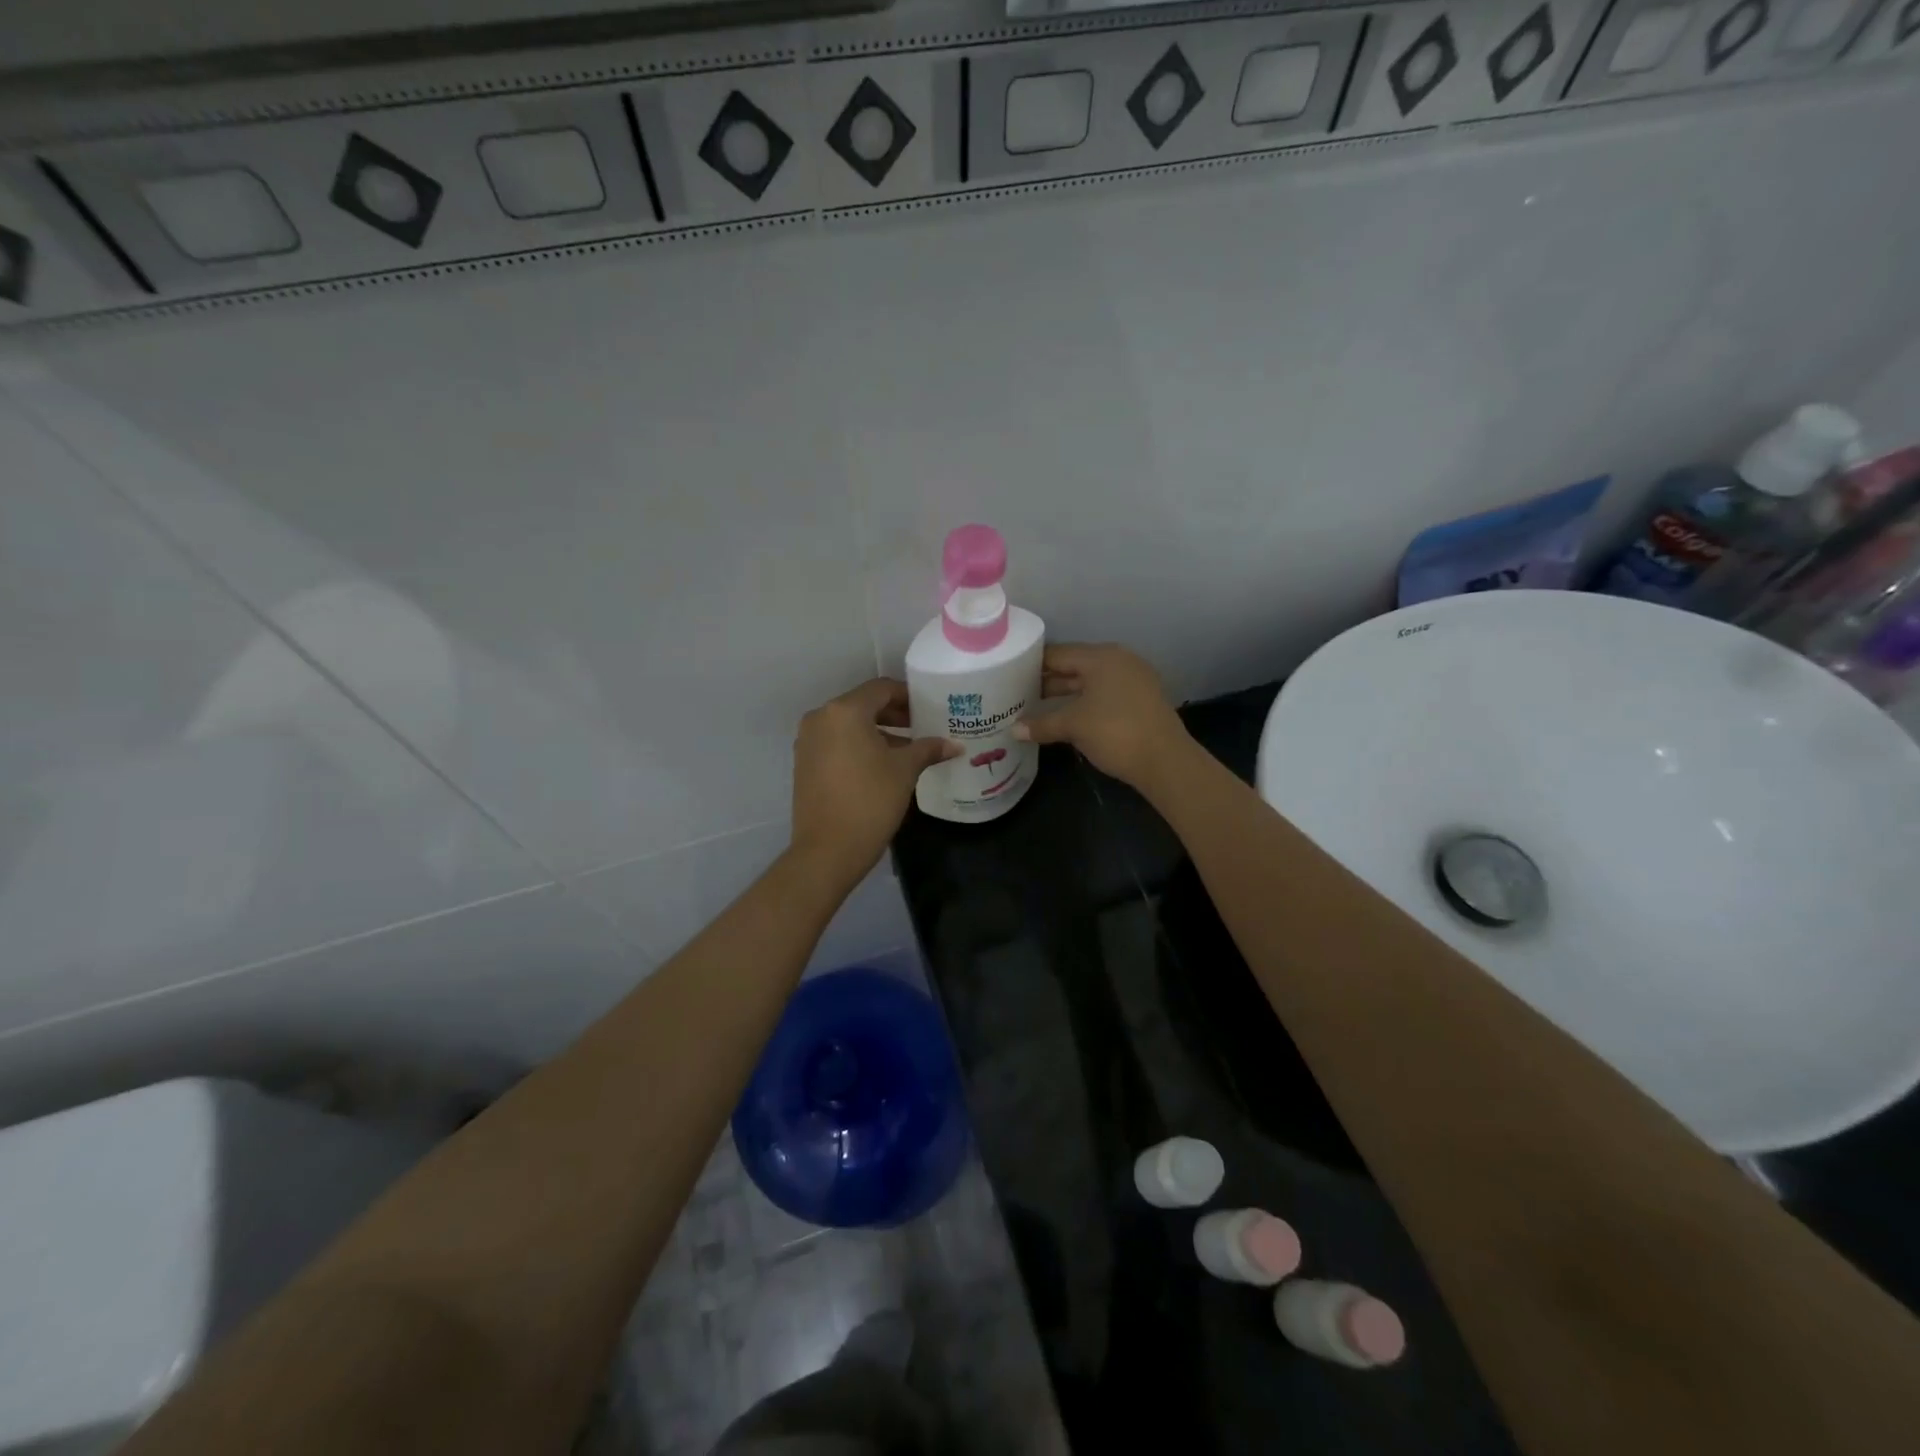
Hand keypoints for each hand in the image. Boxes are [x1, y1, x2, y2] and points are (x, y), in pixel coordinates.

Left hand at [791, 679, 957, 881]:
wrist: (827, 850)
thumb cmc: (870, 801)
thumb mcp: (904, 771)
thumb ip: (928, 749)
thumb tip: (954, 745)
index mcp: (844, 711)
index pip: (881, 689)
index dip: (908, 696)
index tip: (929, 709)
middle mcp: (820, 718)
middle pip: (863, 705)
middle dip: (894, 715)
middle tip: (923, 727)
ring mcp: (808, 741)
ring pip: (849, 726)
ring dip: (878, 732)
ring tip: (908, 750)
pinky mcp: (804, 764)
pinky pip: (836, 743)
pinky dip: (859, 746)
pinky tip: (882, 766)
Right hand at [1014, 643, 1192, 791]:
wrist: (1165, 761)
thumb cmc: (1115, 732)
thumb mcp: (1073, 726)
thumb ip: (1042, 724)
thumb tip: (1014, 730)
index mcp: (1101, 657)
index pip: (1058, 653)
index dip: (1032, 664)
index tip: (1008, 675)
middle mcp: (1118, 661)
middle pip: (1074, 666)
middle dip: (1047, 680)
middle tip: (1018, 693)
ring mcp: (1133, 680)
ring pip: (1089, 682)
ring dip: (1065, 694)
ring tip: (1036, 706)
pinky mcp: (1141, 700)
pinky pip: (1104, 694)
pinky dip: (1084, 703)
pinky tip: (1067, 717)